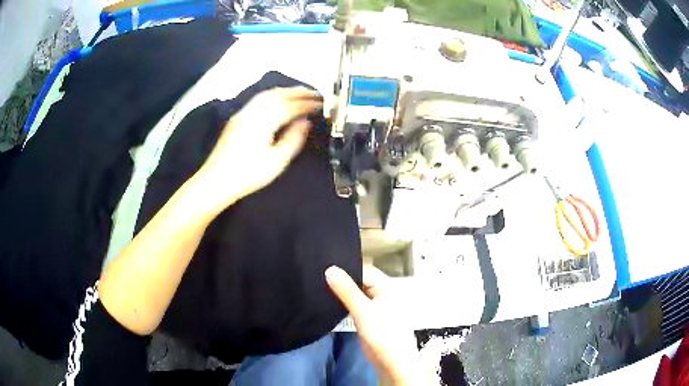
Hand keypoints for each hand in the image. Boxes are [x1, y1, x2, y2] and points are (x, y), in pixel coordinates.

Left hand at [193, 87, 322, 212]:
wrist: (216, 180)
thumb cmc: (248, 174)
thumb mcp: (276, 161)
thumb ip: (293, 139)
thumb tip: (305, 122)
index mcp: (263, 121)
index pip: (290, 106)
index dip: (307, 103)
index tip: (322, 103)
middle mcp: (253, 112)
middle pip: (278, 95)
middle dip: (298, 92)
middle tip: (316, 94)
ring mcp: (243, 113)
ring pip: (267, 94)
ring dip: (286, 91)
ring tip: (301, 93)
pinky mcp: (237, 118)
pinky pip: (259, 99)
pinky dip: (274, 95)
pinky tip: (278, 100)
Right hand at [326, 265, 431, 384]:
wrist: (391, 361)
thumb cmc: (382, 334)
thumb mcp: (363, 311)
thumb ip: (347, 290)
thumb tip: (330, 268)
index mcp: (386, 287)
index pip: (363, 269)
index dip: (345, 267)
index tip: (323, 265)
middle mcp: (382, 293)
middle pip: (360, 280)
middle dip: (343, 279)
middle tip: (318, 274)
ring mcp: (376, 306)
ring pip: (357, 292)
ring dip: (343, 291)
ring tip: (319, 285)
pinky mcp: (369, 317)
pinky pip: (356, 304)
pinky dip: (345, 302)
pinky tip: (330, 301)